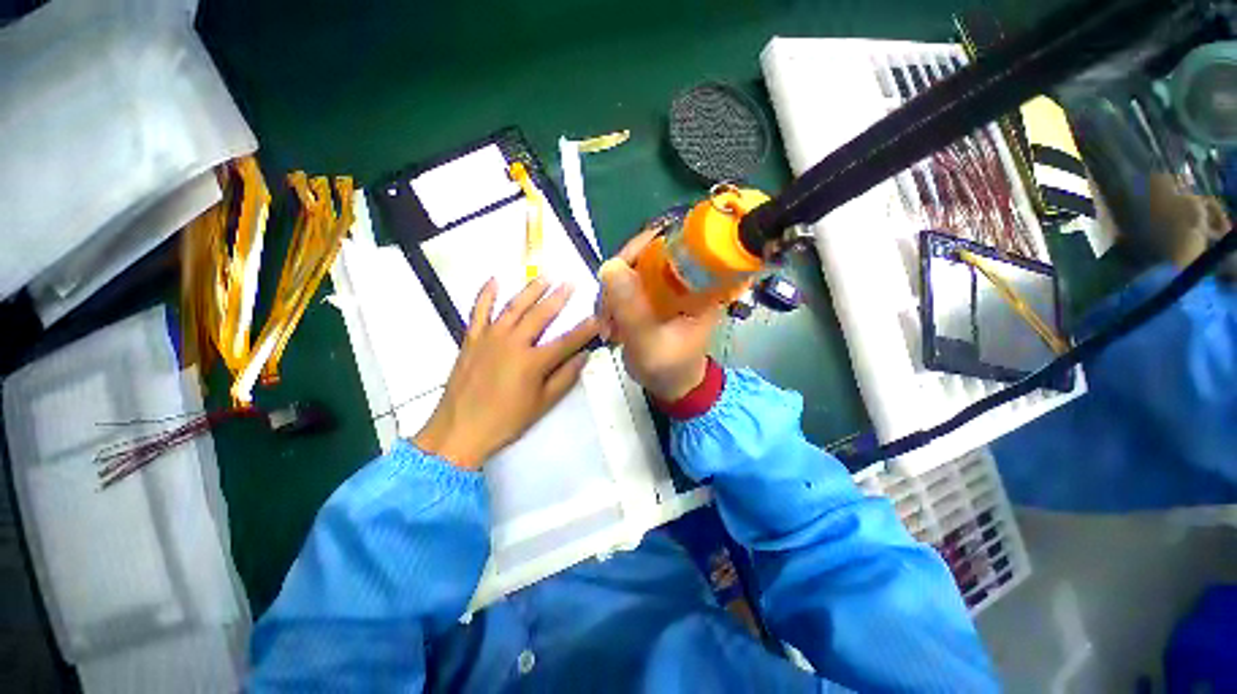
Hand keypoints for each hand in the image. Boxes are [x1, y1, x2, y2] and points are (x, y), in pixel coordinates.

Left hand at [413, 277, 598, 469]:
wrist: (459, 430)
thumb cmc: (505, 420)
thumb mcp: (542, 404)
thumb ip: (565, 378)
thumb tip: (584, 356)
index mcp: (532, 361)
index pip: (567, 340)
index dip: (585, 328)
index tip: (599, 316)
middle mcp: (512, 342)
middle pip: (541, 315)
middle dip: (559, 298)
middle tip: (571, 283)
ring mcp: (490, 337)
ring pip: (514, 307)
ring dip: (531, 290)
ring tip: (545, 276)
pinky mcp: (472, 339)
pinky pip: (479, 311)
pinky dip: (485, 294)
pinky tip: (494, 280)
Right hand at [596, 229, 722, 401]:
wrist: (671, 385)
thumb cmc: (670, 369)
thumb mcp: (649, 344)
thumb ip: (631, 310)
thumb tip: (609, 265)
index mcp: (701, 285)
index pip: (677, 243)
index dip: (645, 246)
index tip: (619, 269)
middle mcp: (686, 278)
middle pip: (648, 252)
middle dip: (620, 277)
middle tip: (606, 308)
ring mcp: (667, 285)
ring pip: (632, 268)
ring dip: (612, 293)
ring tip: (607, 325)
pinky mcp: (652, 294)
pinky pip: (626, 283)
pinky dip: (612, 300)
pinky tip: (608, 323)